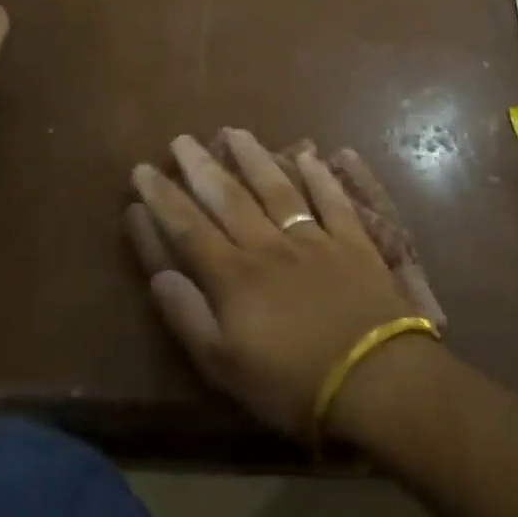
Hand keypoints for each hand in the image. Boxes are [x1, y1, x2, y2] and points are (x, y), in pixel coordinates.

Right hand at [126, 129, 418, 441]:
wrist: (375, 380)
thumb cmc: (292, 384)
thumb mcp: (224, 367)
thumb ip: (188, 317)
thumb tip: (159, 275)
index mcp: (234, 276)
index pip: (187, 228)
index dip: (162, 199)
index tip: (142, 169)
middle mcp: (268, 246)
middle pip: (228, 198)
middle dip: (201, 167)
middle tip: (182, 139)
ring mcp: (313, 239)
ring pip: (276, 189)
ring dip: (253, 158)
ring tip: (234, 131)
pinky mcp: (352, 243)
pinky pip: (332, 200)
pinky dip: (320, 176)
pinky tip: (310, 154)